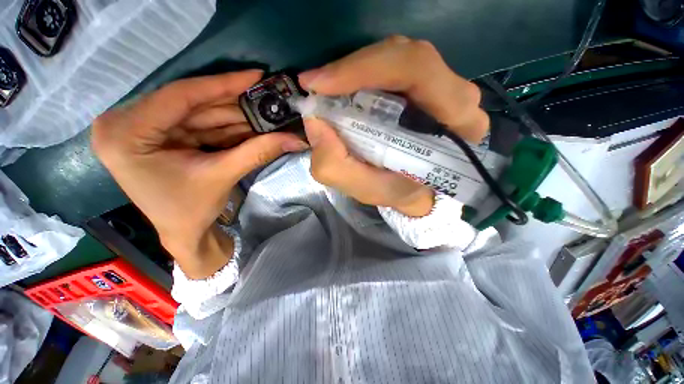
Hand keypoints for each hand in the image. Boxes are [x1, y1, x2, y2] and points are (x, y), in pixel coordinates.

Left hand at [92, 70, 307, 278]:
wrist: (182, 233)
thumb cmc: (190, 211)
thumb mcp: (222, 176)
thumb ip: (258, 152)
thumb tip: (295, 139)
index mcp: (125, 134)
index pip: (179, 96)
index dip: (222, 84)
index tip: (254, 75)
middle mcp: (127, 124)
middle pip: (191, 103)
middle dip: (234, 103)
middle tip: (267, 97)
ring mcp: (143, 129)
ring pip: (199, 114)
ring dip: (235, 116)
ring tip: (266, 113)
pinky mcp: (160, 136)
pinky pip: (200, 125)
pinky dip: (227, 127)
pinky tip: (252, 125)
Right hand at [298, 36, 488, 216]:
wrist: (417, 190)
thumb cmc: (399, 191)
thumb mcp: (368, 190)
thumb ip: (337, 166)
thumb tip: (314, 124)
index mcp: (455, 122)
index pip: (417, 70)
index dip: (364, 68)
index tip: (319, 85)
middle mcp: (456, 96)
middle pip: (404, 56)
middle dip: (352, 69)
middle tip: (316, 86)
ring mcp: (443, 85)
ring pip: (396, 56)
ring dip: (355, 72)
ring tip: (327, 91)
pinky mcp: (426, 84)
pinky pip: (392, 66)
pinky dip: (362, 75)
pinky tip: (343, 90)